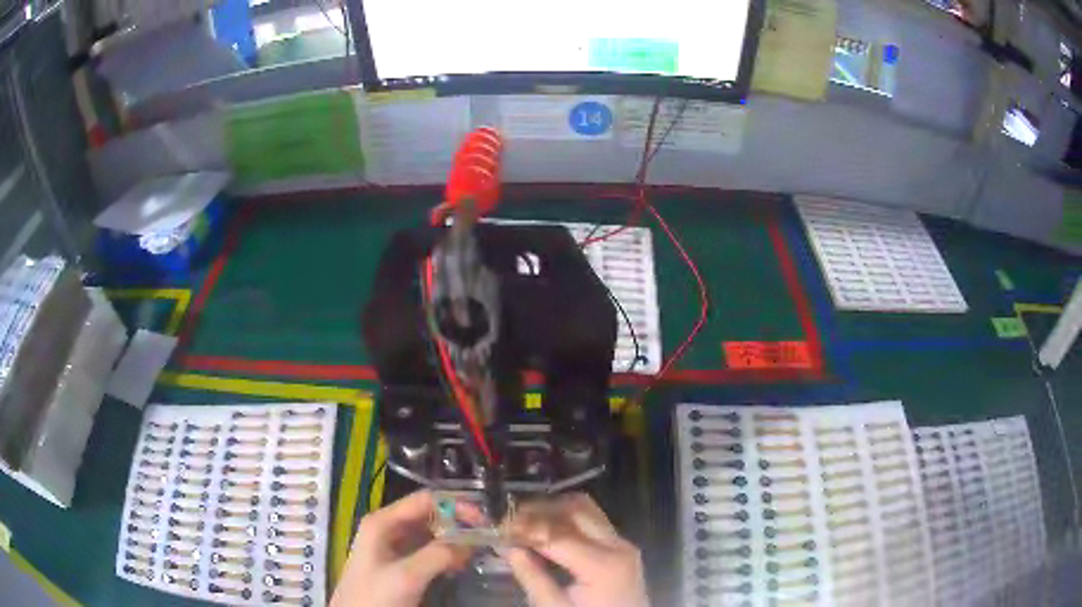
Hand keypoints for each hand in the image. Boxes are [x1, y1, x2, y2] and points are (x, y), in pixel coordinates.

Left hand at [331, 490, 472, 606]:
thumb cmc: (375, 595)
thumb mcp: (407, 575)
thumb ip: (438, 555)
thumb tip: (471, 542)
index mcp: (383, 521)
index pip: (425, 500)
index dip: (456, 505)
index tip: (484, 521)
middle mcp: (387, 527)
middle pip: (428, 515)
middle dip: (457, 524)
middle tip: (484, 538)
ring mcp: (391, 546)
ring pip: (429, 533)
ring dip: (453, 540)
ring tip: (474, 553)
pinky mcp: (397, 563)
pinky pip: (426, 550)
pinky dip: (445, 554)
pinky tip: (458, 565)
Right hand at [505, 493, 648, 606]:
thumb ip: (532, 578)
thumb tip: (508, 548)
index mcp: (602, 565)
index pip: (556, 535)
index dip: (525, 528)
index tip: (499, 528)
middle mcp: (618, 545)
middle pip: (575, 510)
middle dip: (539, 510)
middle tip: (510, 520)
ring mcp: (623, 544)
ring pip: (587, 509)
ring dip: (554, 509)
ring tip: (526, 521)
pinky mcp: (622, 547)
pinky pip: (594, 521)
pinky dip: (568, 518)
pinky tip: (547, 529)